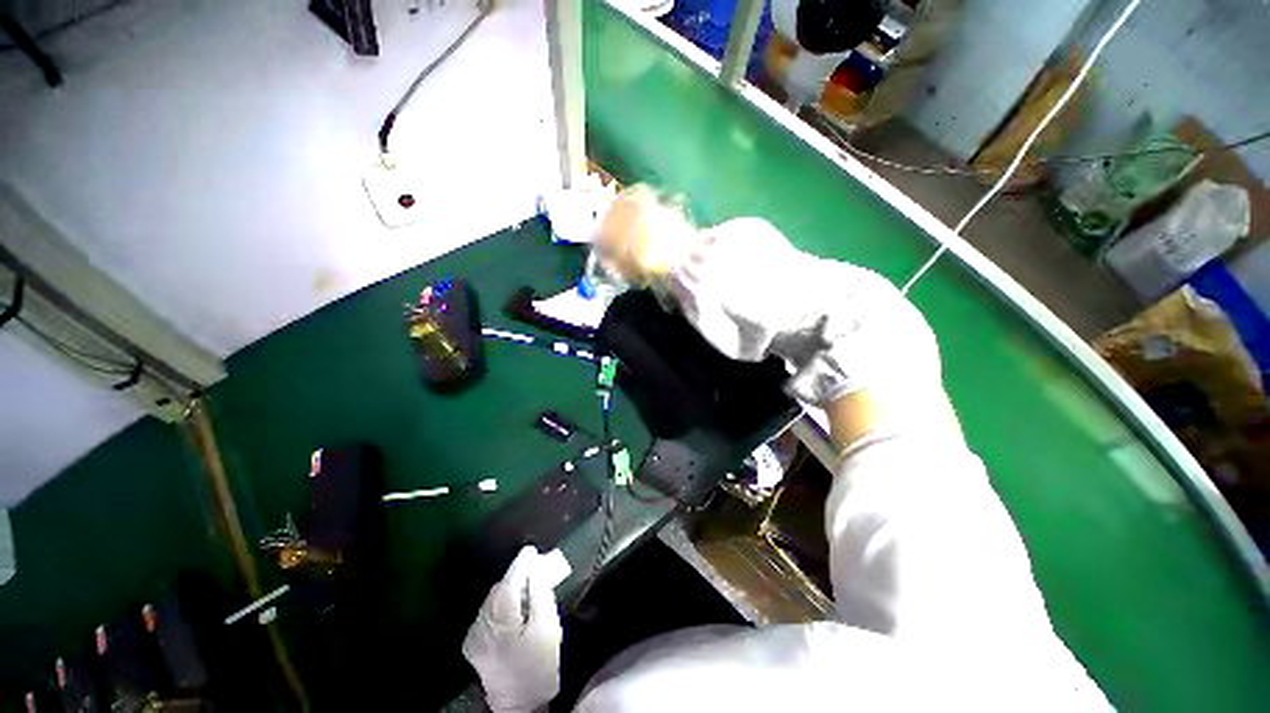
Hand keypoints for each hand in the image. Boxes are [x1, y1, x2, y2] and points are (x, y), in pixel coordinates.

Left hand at [462, 547, 566, 712]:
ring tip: (528, 590)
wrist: (519, 705)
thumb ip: (541, 594)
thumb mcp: (547, 627)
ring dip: (510, 590)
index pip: (510, 580)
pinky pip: (489, 612)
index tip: (531, 550)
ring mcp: (474, 634)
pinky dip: (503, 604)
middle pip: (500, 588)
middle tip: (536, 572)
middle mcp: (480, 623)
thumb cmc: (538, 665)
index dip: (521, 563)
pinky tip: (515, 609)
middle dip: (517, 577)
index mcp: (499, 619)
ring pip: (493, 599)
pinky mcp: (474, 643)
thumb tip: (535, 569)